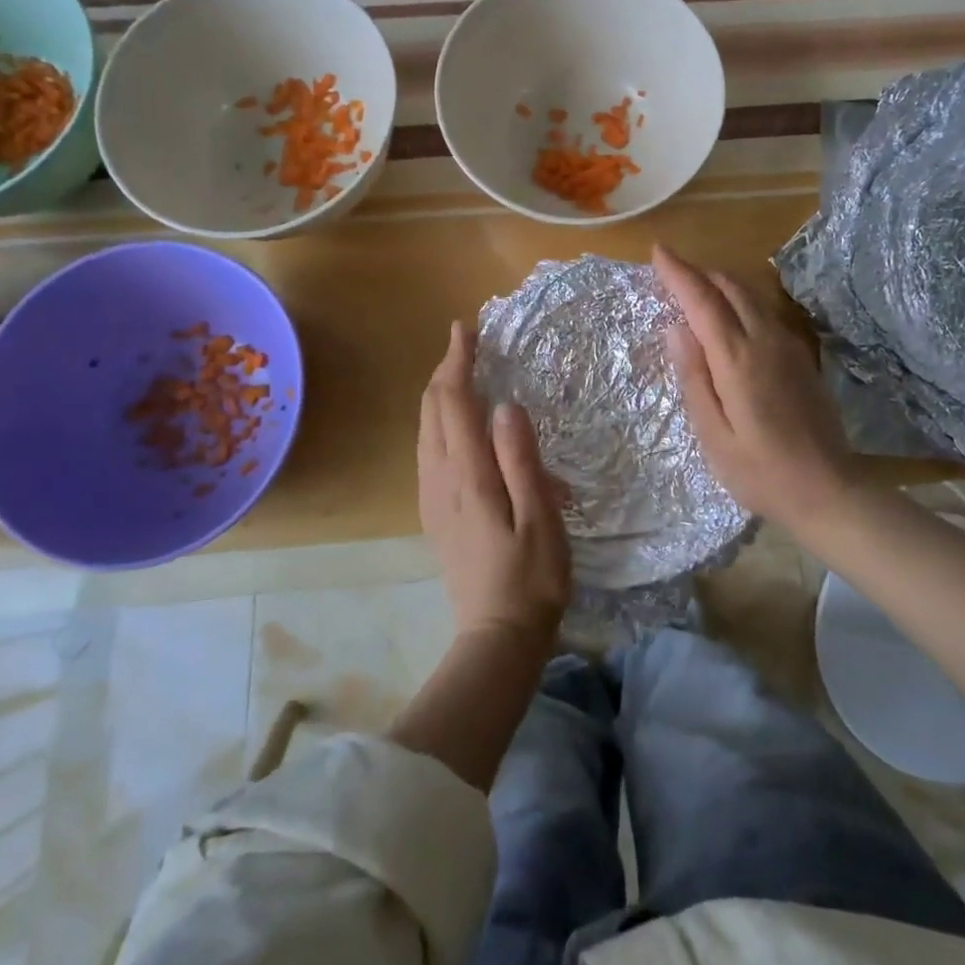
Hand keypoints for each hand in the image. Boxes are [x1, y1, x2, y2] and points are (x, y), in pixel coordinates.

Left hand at [418, 321, 570, 645]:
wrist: (496, 636)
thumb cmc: (531, 576)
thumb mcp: (540, 516)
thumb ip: (521, 459)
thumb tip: (505, 406)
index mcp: (468, 475)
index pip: (455, 402)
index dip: (459, 361)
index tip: (466, 328)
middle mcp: (439, 478)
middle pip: (432, 410)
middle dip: (445, 370)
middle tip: (468, 342)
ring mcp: (431, 496)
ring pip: (424, 429)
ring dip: (439, 393)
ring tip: (462, 372)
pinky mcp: (433, 512)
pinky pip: (427, 449)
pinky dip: (438, 420)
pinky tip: (456, 423)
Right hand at [654, 244, 853, 531]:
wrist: (828, 490)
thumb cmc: (760, 471)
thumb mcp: (713, 434)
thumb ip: (693, 377)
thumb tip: (676, 328)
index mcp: (738, 359)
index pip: (703, 301)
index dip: (678, 272)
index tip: (658, 251)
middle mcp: (766, 341)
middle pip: (730, 288)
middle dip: (699, 273)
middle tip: (670, 274)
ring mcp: (789, 347)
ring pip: (751, 296)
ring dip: (720, 285)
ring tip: (694, 291)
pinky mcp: (801, 358)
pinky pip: (765, 313)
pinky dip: (740, 303)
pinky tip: (730, 320)